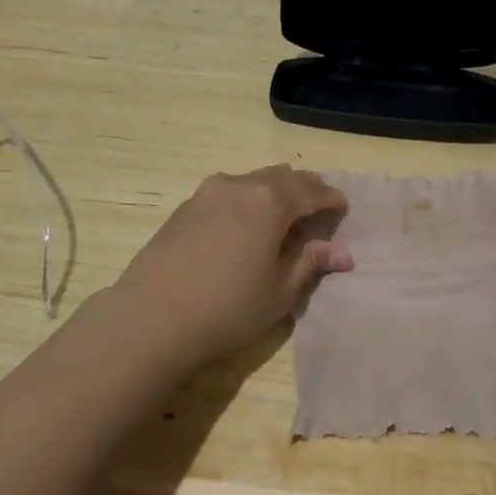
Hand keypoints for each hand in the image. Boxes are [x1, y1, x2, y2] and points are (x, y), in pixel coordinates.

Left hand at [112, 166, 352, 366]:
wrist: (152, 317)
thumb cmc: (228, 307)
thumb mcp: (279, 290)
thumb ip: (310, 263)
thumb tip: (343, 253)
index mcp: (269, 201)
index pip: (310, 191)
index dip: (330, 198)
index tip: (343, 205)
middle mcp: (239, 185)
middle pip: (281, 177)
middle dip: (303, 188)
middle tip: (317, 205)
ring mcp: (207, 193)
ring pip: (251, 180)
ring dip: (273, 191)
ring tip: (282, 213)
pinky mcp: (184, 207)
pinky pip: (227, 192)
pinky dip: (246, 200)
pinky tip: (244, 223)